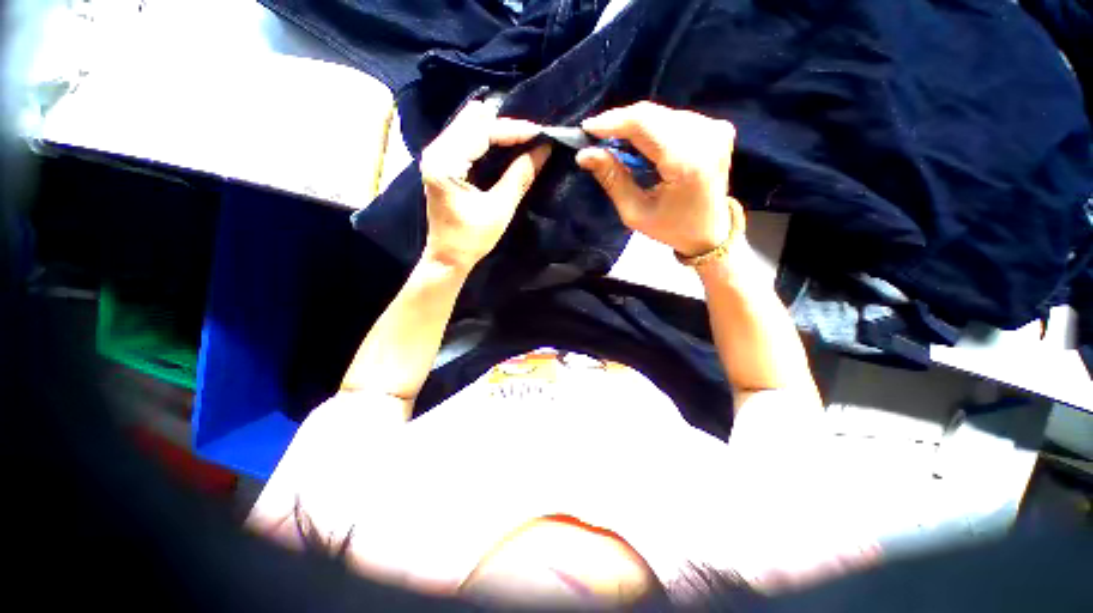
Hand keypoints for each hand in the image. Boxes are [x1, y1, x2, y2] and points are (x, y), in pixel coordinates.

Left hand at [420, 100, 551, 271]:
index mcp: (445, 163)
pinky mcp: (441, 162)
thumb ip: (520, 176)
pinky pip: (466, 137)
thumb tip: (544, 150)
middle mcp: (436, 151)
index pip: (482, 132)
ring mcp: (436, 154)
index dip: (514, 131)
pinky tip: (506, 142)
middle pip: (474, 123)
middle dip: (507, 127)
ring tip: (525, 137)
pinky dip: (488, 138)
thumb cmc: (471, 239)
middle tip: (535, 135)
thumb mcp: (500, 209)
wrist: (447, 257)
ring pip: (470, 126)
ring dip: (498, 130)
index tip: (542, 134)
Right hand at [576, 102, 744, 257]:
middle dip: (620, 124)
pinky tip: (642, 147)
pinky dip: (652, 129)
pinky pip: (674, 118)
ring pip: (661, 114)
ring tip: (617, 146)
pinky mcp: (717, 127)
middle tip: (597, 139)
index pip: (644, 123)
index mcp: (686, 162)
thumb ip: (612, 179)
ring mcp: (715, 128)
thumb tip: (584, 154)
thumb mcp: (634, 212)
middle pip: (652, 114)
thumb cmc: (670, 228)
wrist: (710, 231)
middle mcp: (705, 136)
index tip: (587, 129)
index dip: (613, 121)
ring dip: (635, 127)